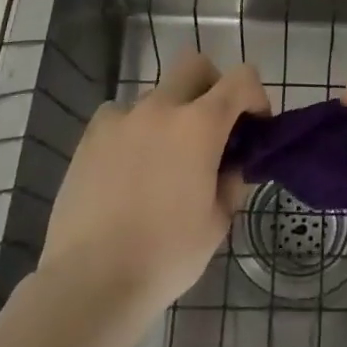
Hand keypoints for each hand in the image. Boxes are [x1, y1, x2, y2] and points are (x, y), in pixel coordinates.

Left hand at [35, 50, 268, 330]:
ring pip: (156, 94)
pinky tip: (129, 166)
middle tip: (212, 127)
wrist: (90, 281)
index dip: (256, 95)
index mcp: (200, 125)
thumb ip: (230, 182)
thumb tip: (230, 165)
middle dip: (212, 86)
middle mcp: (162, 108)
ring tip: (164, 159)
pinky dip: (133, 130)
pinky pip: (120, 116)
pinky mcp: (90, 137)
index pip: (241, 78)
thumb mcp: (217, 223)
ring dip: (170, 114)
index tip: (255, 126)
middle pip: (195, 65)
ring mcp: (121, 118)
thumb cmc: (166, 255)